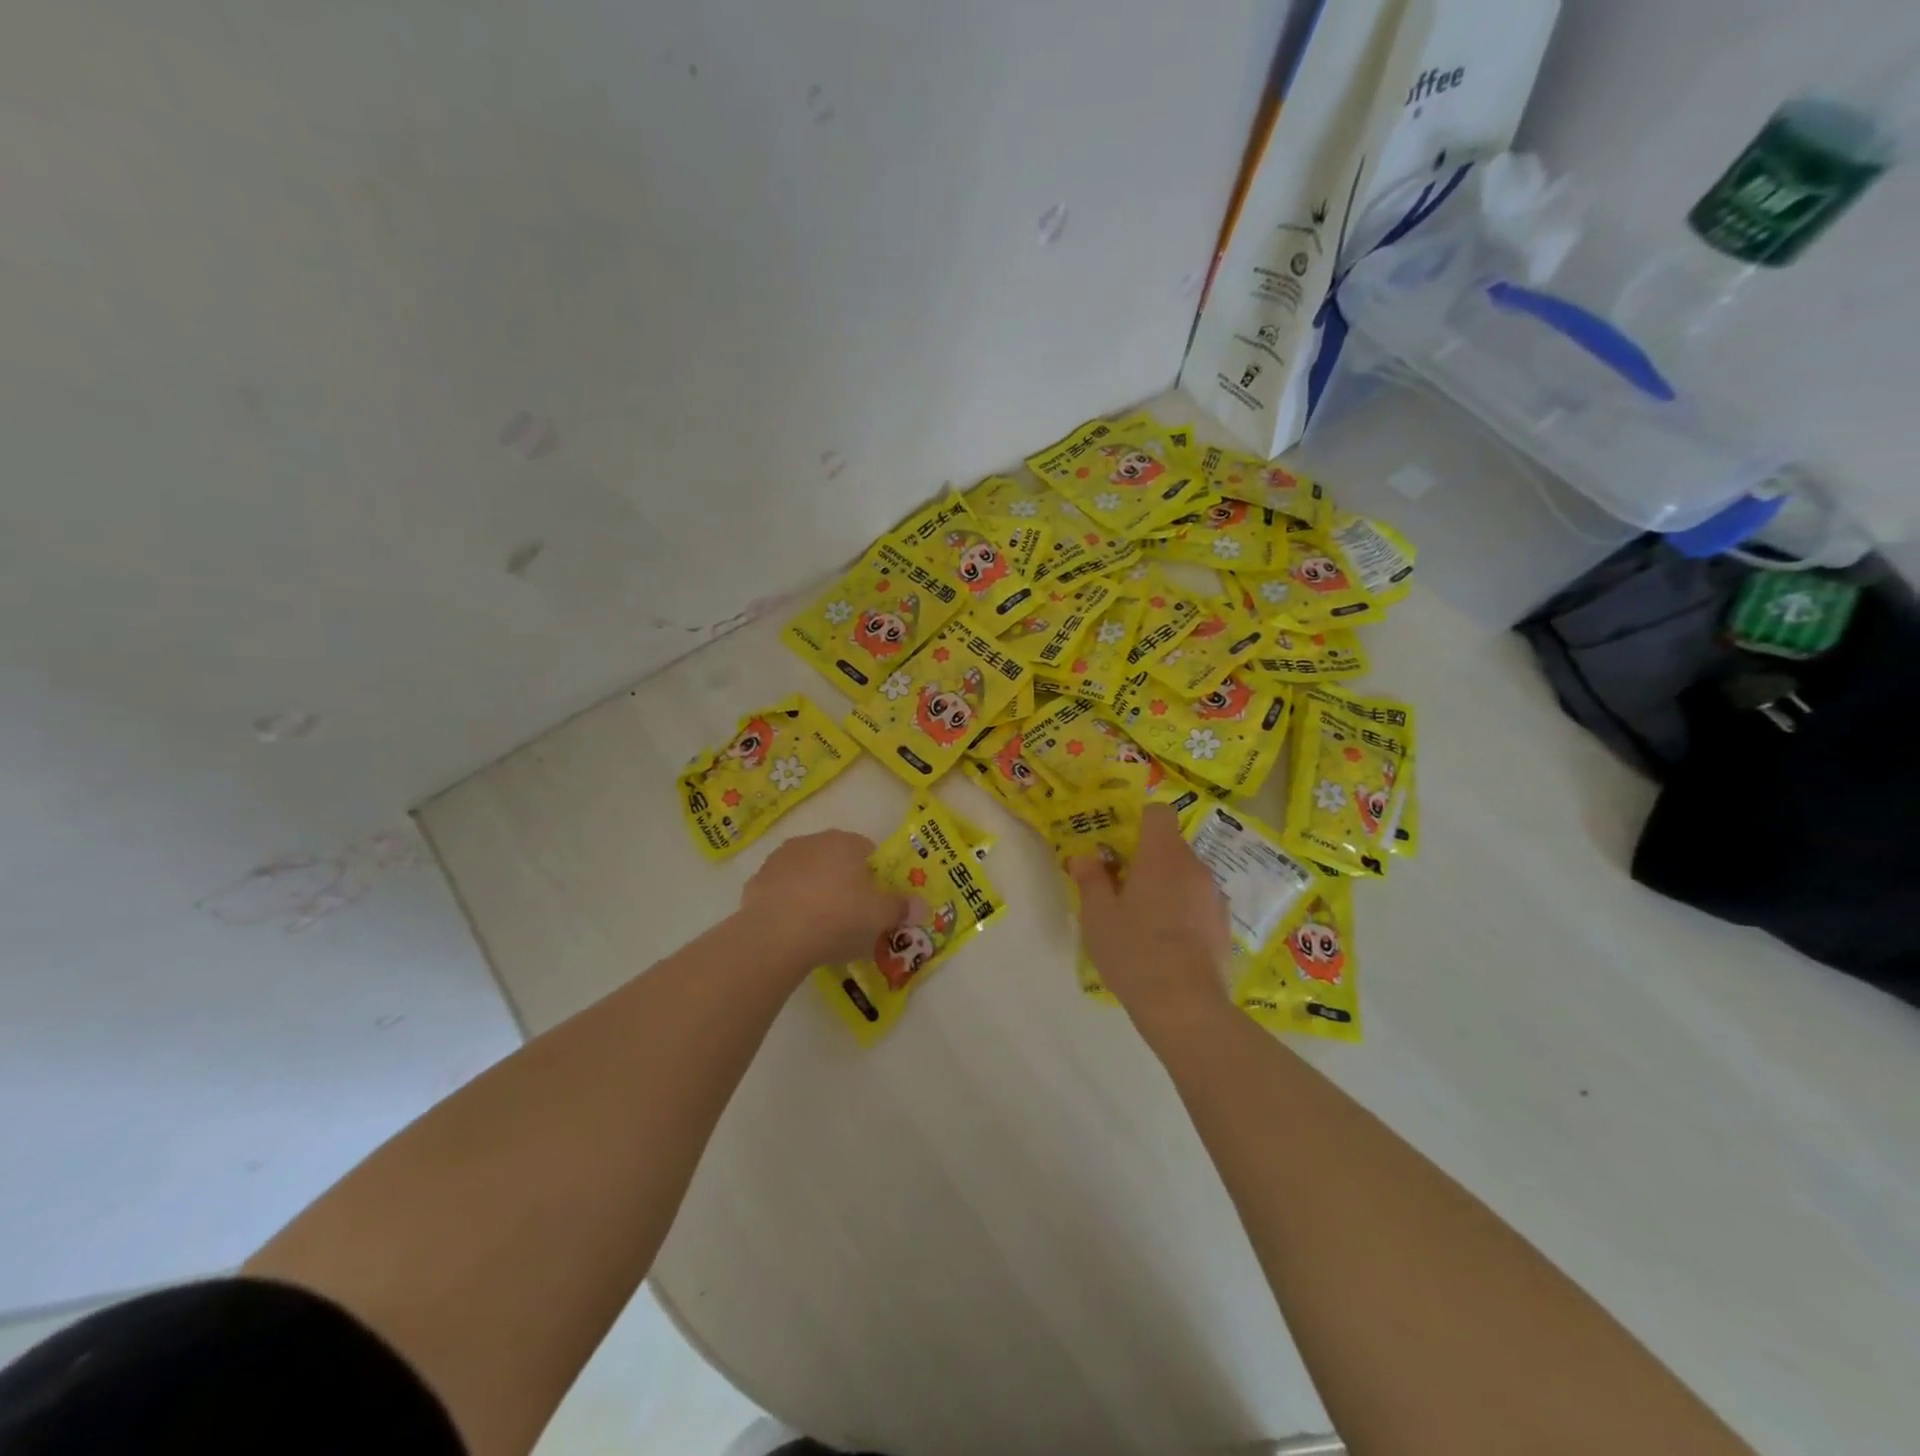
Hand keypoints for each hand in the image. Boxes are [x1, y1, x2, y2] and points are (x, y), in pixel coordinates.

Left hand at [739, 829, 919, 970]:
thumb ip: (902, 908)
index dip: (875, 877)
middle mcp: (812, 841)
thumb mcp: (880, 917)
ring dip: (814, 891)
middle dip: (844, 882)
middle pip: (836, 859)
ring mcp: (780, 859)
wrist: (775, 937)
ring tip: (820, 926)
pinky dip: (789, 905)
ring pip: (807, 873)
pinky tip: (793, 930)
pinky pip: (781, 891)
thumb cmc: (838, 918)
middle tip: (851, 917)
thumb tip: (923, 906)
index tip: (876, 903)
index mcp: (845, 843)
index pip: (868, 851)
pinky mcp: (756, 881)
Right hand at [1068, 803, 1233, 1043]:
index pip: (1159, 813)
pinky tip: (1167, 942)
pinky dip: (1184, 910)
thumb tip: (1084, 858)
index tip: (1120, 846)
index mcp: (1162, 856)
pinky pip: (1199, 902)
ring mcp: (1214, 896)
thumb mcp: (1098, 915)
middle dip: (1147, 859)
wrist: (1185, 1006)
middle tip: (1121, 887)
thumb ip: (1091, 880)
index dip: (1139, 821)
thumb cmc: (1134, 951)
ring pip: (1186, 876)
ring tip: (1144, 919)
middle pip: (1171, 846)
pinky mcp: (1224, 925)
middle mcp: (1194, 867)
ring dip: (1166, 886)